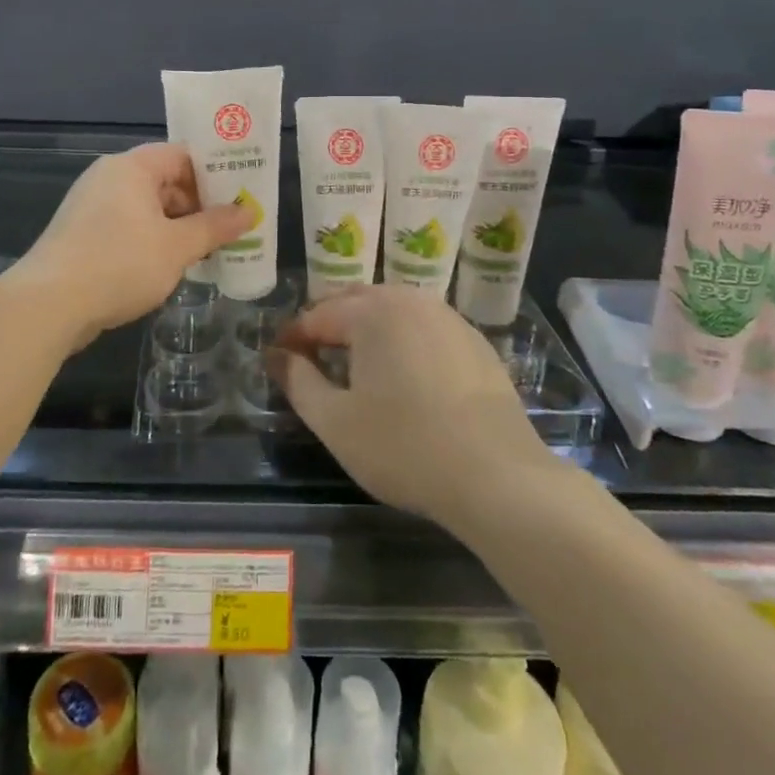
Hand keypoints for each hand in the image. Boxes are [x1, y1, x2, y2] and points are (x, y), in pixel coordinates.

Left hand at [13, 143, 250, 348]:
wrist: (48, 305)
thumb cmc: (119, 264)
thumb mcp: (177, 247)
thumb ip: (215, 227)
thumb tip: (248, 212)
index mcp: (132, 167)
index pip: (182, 155)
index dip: (214, 174)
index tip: (239, 197)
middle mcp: (109, 177)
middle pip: (164, 180)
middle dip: (197, 205)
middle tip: (228, 230)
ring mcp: (91, 206)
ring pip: (146, 207)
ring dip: (176, 227)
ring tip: (204, 252)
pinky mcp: (81, 234)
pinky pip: (127, 226)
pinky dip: (151, 240)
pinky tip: (168, 267)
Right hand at [271, 286, 557, 528]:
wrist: (498, 475)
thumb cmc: (405, 447)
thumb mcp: (336, 422)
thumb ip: (299, 381)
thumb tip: (276, 354)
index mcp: (371, 312)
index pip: (317, 314)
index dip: (293, 336)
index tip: (279, 359)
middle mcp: (408, 299)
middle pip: (355, 301)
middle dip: (328, 322)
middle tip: (312, 356)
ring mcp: (446, 317)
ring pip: (392, 308)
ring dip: (366, 327)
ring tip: (354, 362)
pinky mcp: (473, 340)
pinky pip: (423, 326)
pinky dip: (402, 338)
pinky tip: (403, 372)